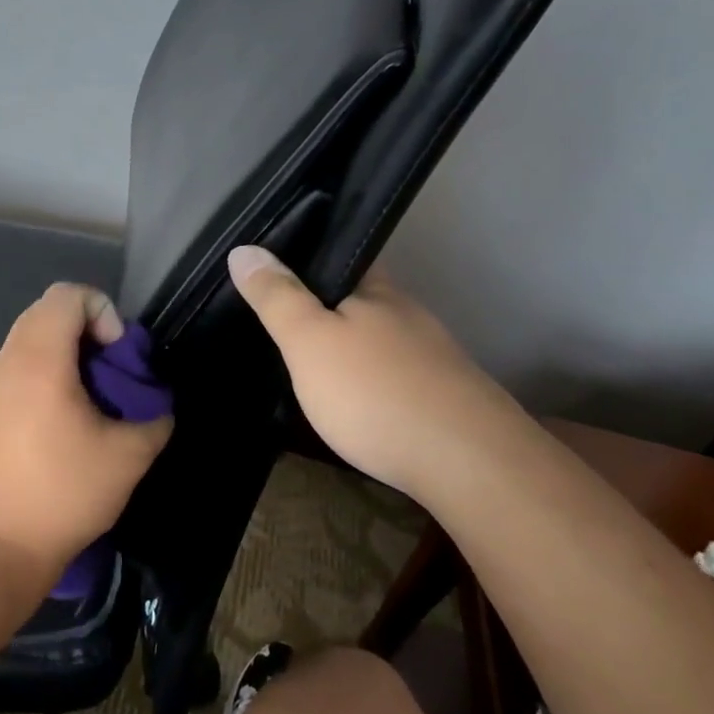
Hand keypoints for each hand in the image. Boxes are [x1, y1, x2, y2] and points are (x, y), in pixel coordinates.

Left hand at [0, 283, 172, 592]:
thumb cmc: (62, 496)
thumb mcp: (128, 458)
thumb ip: (154, 418)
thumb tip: (156, 406)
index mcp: (39, 362)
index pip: (67, 295)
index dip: (101, 310)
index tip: (115, 355)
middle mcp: (5, 364)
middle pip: (44, 314)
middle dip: (85, 333)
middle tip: (106, 377)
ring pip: (26, 345)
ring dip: (61, 359)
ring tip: (83, 407)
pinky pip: (10, 376)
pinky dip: (38, 382)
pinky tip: (51, 432)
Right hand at [226, 245, 523, 498]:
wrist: (469, 464)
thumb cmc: (375, 392)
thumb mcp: (309, 341)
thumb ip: (277, 298)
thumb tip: (243, 248)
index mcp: (377, 290)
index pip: (343, 255)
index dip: (310, 257)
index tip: (276, 270)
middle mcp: (409, 314)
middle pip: (362, 298)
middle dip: (328, 307)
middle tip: (284, 324)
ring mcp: (433, 356)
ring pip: (381, 340)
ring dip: (352, 348)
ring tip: (313, 367)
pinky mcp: (447, 397)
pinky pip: (398, 376)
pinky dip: (374, 382)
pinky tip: (359, 404)